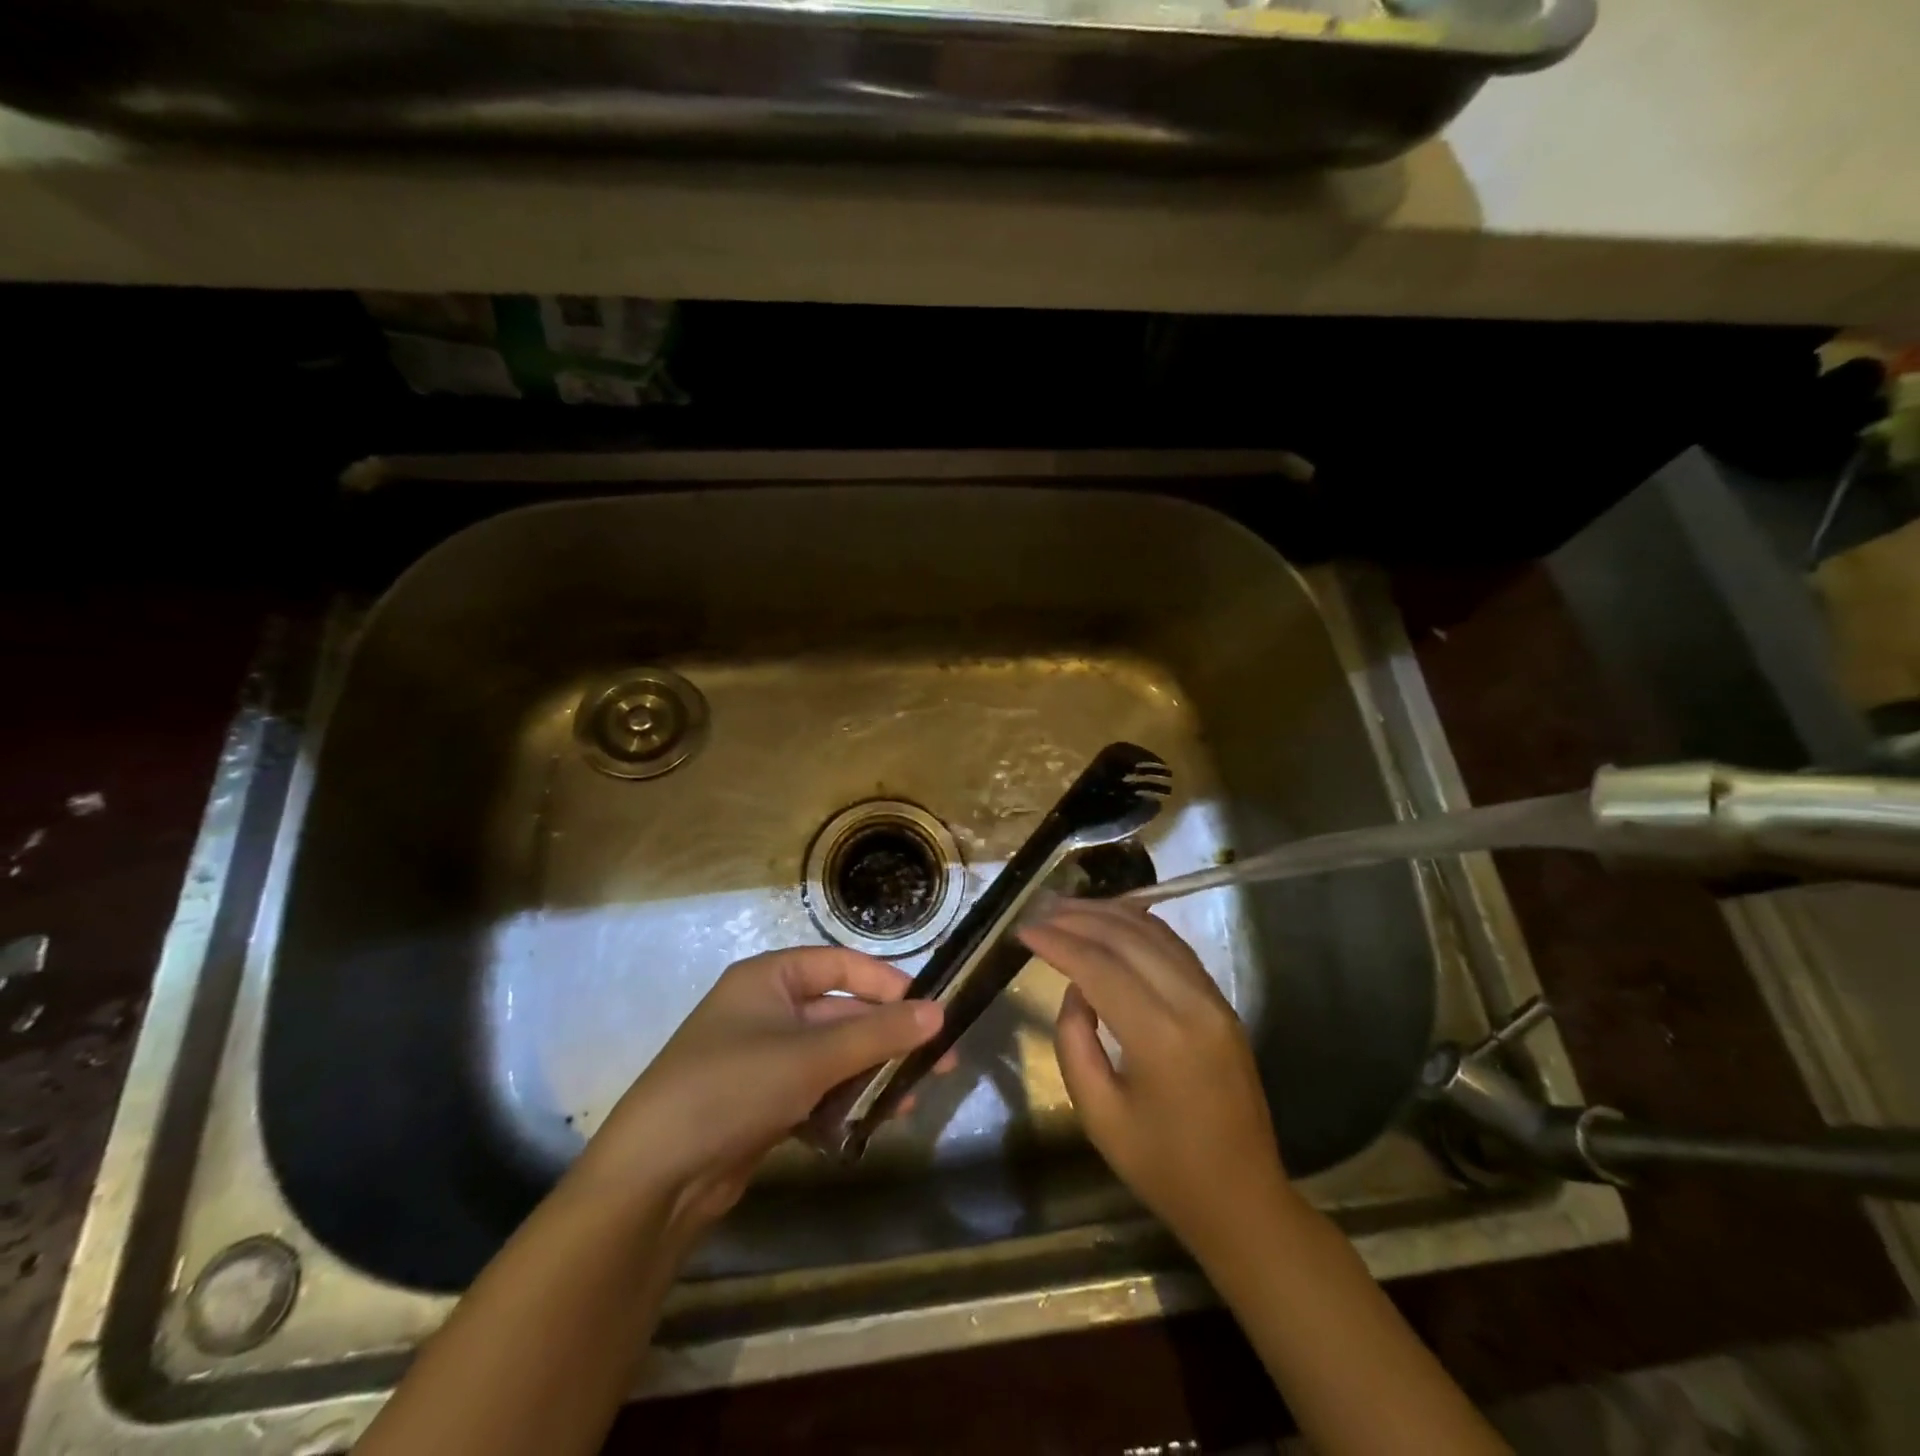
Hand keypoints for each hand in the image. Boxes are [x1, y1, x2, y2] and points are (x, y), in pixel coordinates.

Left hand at [575, 947, 942, 1237]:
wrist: (653, 1179)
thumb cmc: (733, 1088)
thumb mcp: (811, 1056)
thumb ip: (878, 1034)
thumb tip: (939, 1013)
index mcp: (769, 978)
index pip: (841, 965)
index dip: (887, 984)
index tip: (929, 1010)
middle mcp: (767, 1010)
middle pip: (842, 1014)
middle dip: (887, 1040)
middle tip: (938, 1063)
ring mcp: (764, 1059)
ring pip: (833, 1058)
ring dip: (870, 1076)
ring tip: (908, 1102)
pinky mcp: (762, 1104)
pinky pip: (816, 1092)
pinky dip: (842, 1106)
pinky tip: (870, 1127)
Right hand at [1019, 901, 1288, 1259]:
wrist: (1242, 1200)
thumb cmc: (1164, 1168)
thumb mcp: (1099, 1116)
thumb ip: (1075, 1042)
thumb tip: (1076, 989)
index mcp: (1161, 1037)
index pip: (1099, 967)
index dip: (1058, 942)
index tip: (1022, 930)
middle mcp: (1192, 1003)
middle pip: (1128, 937)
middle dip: (1079, 918)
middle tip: (1038, 910)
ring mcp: (1213, 999)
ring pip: (1155, 933)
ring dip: (1108, 914)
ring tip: (1067, 908)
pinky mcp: (1221, 1003)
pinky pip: (1175, 948)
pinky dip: (1139, 926)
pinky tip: (1113, 921)